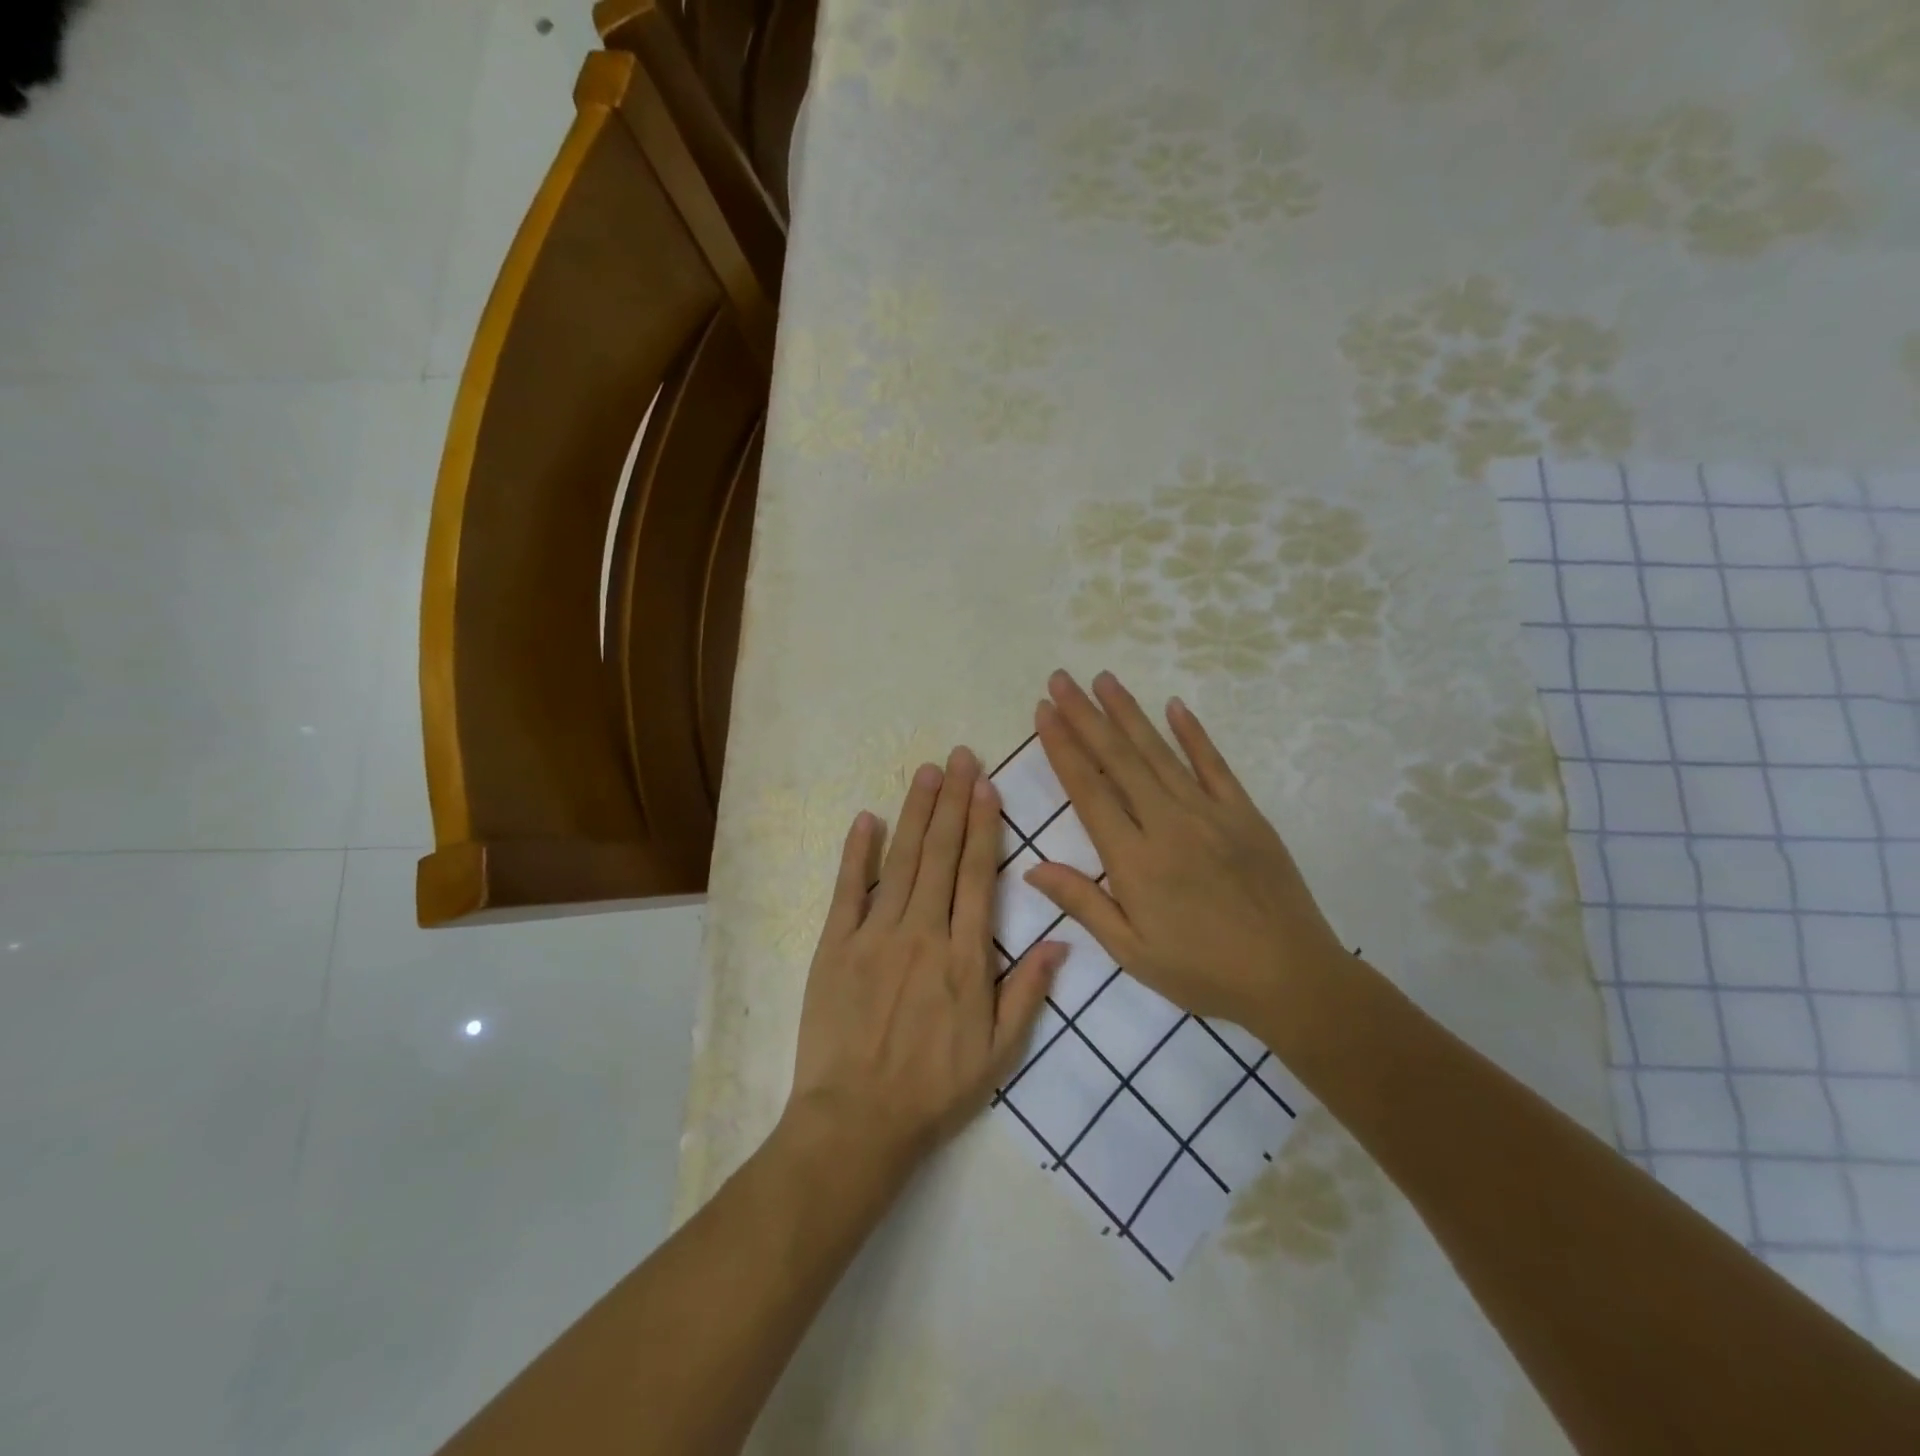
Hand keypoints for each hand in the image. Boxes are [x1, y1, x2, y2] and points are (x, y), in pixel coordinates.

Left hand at [785, 747, 1063, 1180]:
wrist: (857, 1121)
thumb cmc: (934, 1089)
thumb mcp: (999, 1053)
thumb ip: (1028, 992)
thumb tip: (1062, 940)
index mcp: (964, 956)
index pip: (977, 875)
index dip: (983, 826)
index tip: (987, 786)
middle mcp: (922, 933)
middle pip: (940, 854)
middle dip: (952, 801)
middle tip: (959, 756)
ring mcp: (875, 935)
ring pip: (901, 861)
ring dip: (915, 813)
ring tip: (926, 772)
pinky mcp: (835, 946)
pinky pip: (848, 890)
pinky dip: (857, 852)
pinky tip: (867, 818)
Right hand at [1024, 670, 1351, 1046]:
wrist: (1291, 978)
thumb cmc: (1202, 971)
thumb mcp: (1131, 951)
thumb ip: (1082, 903)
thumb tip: (1032, 868)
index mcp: (1134, 859)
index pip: (1088, 790)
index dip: (1063, 747)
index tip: (1044, 712)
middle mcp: (1168, 823)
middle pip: (1119, 759)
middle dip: (1085, 716)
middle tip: (1061, 679)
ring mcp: (1210, 813)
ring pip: (1160, 752)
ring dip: (1128, 713)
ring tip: (1103, 679)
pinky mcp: (1245, 814)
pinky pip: (1214, 765)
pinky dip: (1193, 733)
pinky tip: (1174, 706)